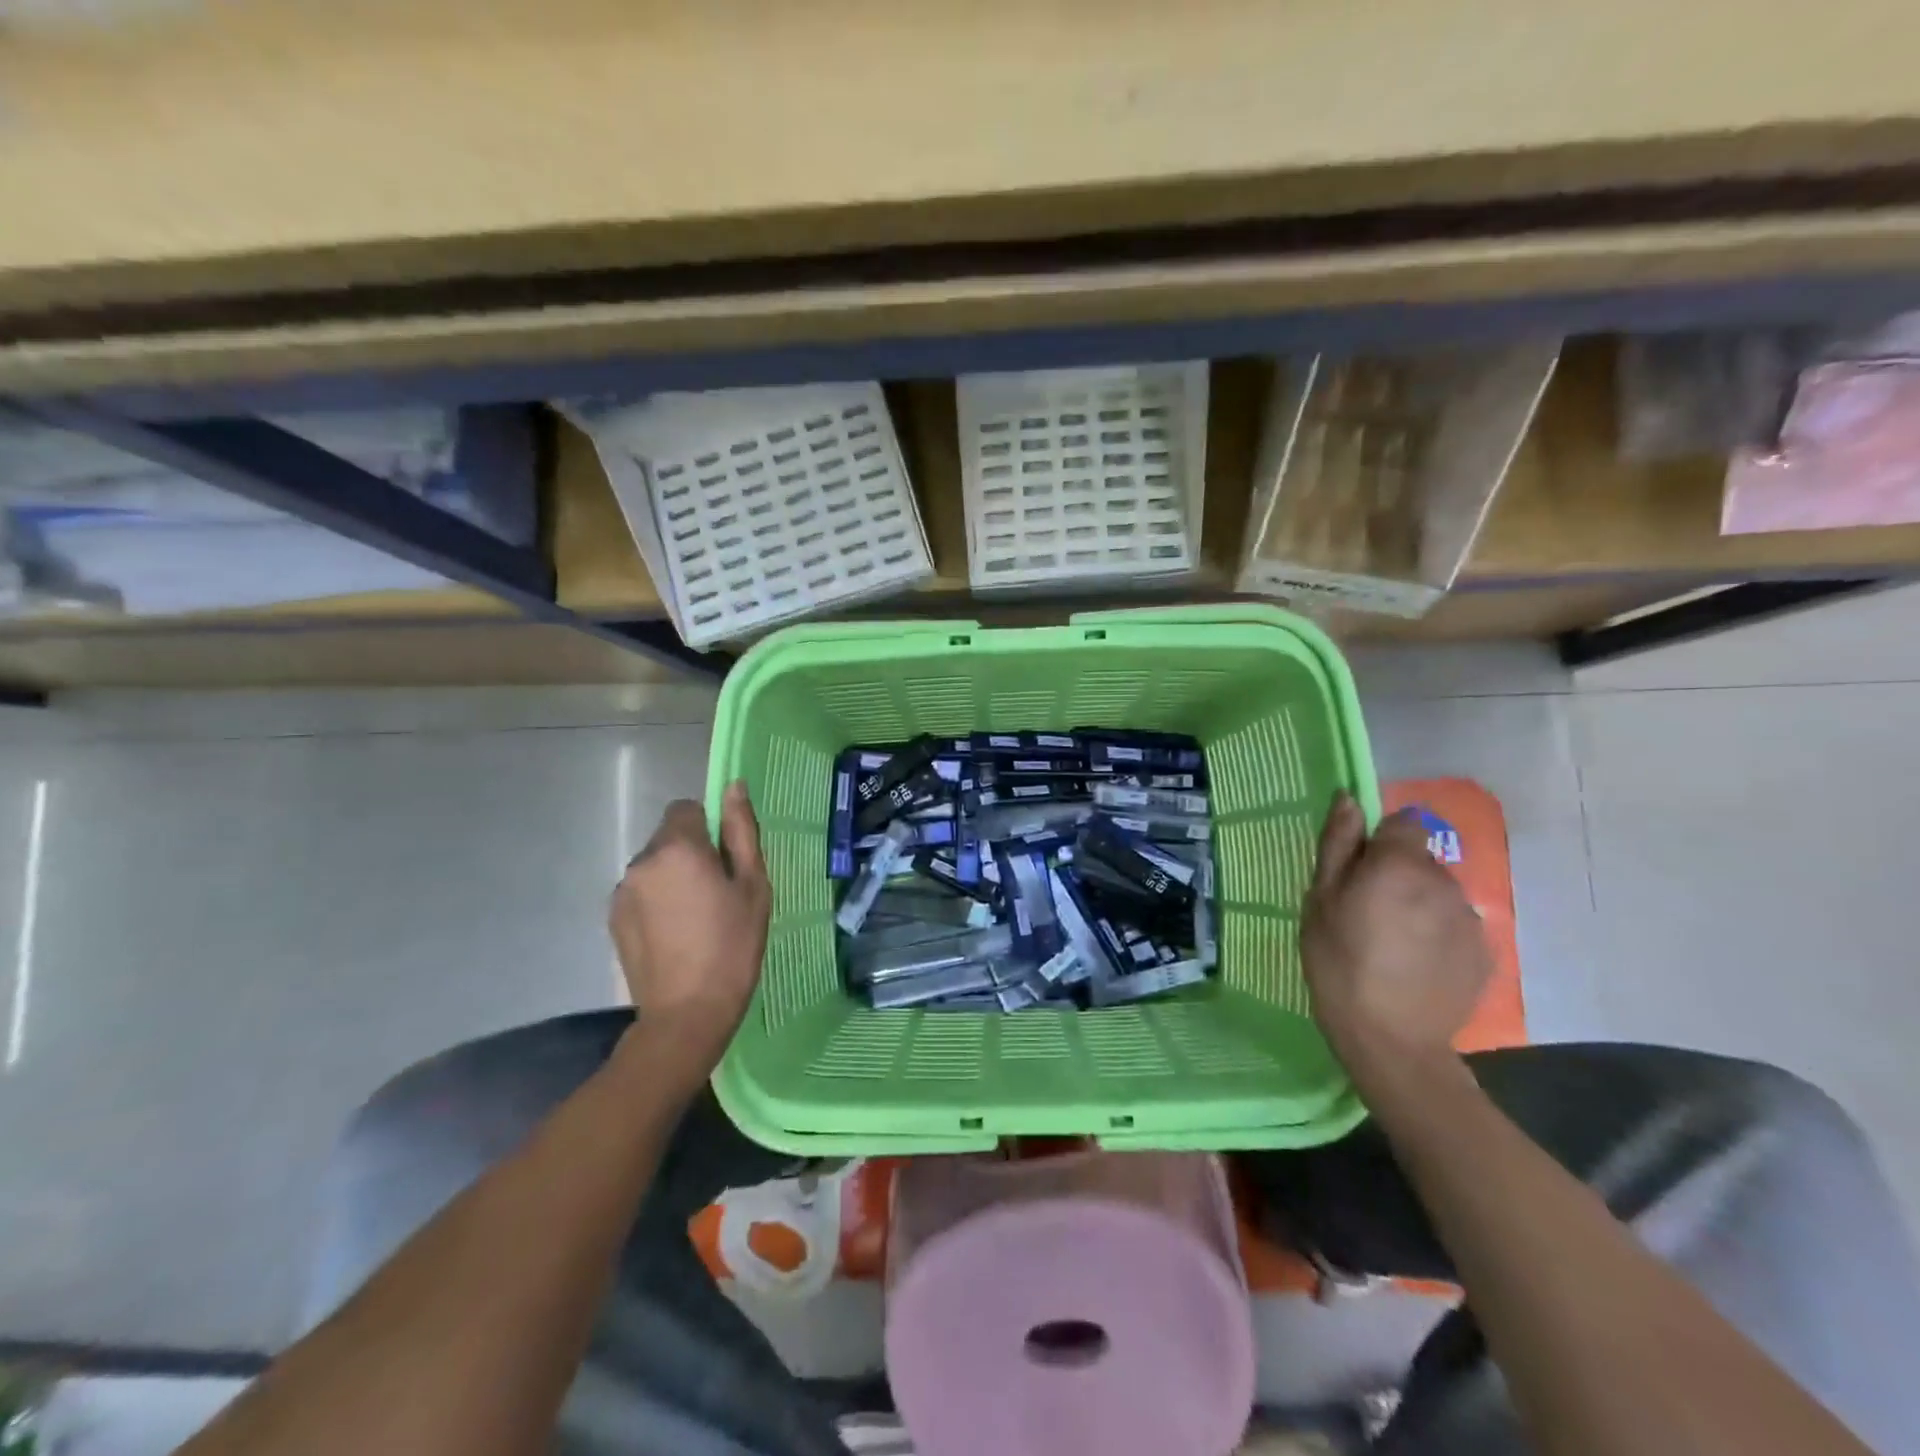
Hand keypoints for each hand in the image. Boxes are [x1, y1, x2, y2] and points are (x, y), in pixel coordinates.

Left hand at [610, 782, 770, 1069]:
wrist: (687, 1013)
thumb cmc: (733, 945)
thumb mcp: (752, 885)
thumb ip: (741, 831)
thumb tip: (734, 786)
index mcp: (678, 847)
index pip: (687, 808)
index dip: (709, 828)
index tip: (726, 861)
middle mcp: (642, 861)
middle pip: (669, 837)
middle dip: (691, 853)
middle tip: (717, 894)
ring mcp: (622, 891)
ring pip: (655, 865)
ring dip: (673, 877)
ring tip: (696, 918)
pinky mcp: (613, 917)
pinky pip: (641, 891)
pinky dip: (657, 900)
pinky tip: (675, 934)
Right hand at [1302, 793, 1489, 1088]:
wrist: (1391, 1040)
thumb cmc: (1339, 962)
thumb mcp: (1320, 900)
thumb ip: (1338, 845)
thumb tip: (1348, 799)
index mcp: (1400, 864)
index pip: (1404, 823)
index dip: (1381, 841)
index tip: (1359, 871)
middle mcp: (1444, 882)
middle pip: (1421, 860)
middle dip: (1398, 875)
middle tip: (1367, 913)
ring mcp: (1469, 919)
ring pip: (1439, 894)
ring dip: (1418, 905)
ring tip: (1392, 943)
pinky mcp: (1484, 952)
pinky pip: (1454, 926)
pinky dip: (1436, 935)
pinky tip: (1415, 964)